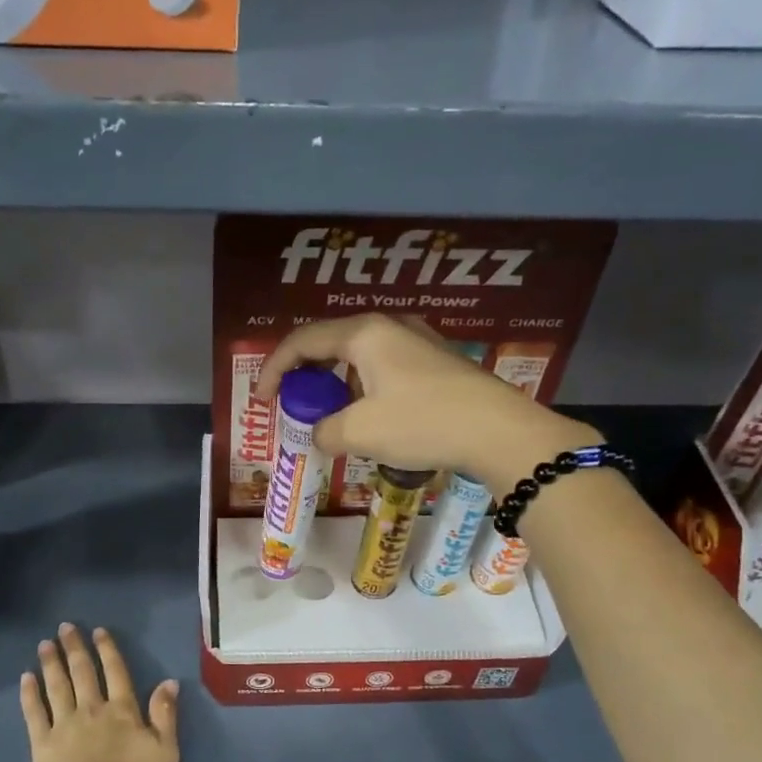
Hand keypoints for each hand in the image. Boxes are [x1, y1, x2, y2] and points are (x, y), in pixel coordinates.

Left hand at [20, 624, 178, 761]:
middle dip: (74, 648)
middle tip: (65, 627)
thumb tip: (168, 682)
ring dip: (51, 662)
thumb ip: (165, 715)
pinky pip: (34, 712)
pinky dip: (30, 693)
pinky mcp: (42, 744)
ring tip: (44, 644)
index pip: (116, 671)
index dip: (107, 649)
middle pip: (82, 672)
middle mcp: (92, 710)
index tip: (98, 631)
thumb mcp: (166, 754)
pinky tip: (26, 678)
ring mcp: (64, 725)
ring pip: (56, 685)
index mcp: (123, 711)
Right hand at [254, 315, 598, 479]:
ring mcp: (417, 341)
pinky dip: (363, 389)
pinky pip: (384, 368)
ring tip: (331, 417)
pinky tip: (370, 418)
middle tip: (294, 406)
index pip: (302, 341)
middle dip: (305, 376)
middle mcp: (389, 326)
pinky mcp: (437, 362)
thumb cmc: (423, 422)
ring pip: (359, 357)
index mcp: (364, 333)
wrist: (500, 431)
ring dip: (336, 385)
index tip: (262, 400)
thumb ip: (325, 431)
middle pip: (330, 344)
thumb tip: (321, 434)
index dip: (274, 369)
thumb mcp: (360, 432)